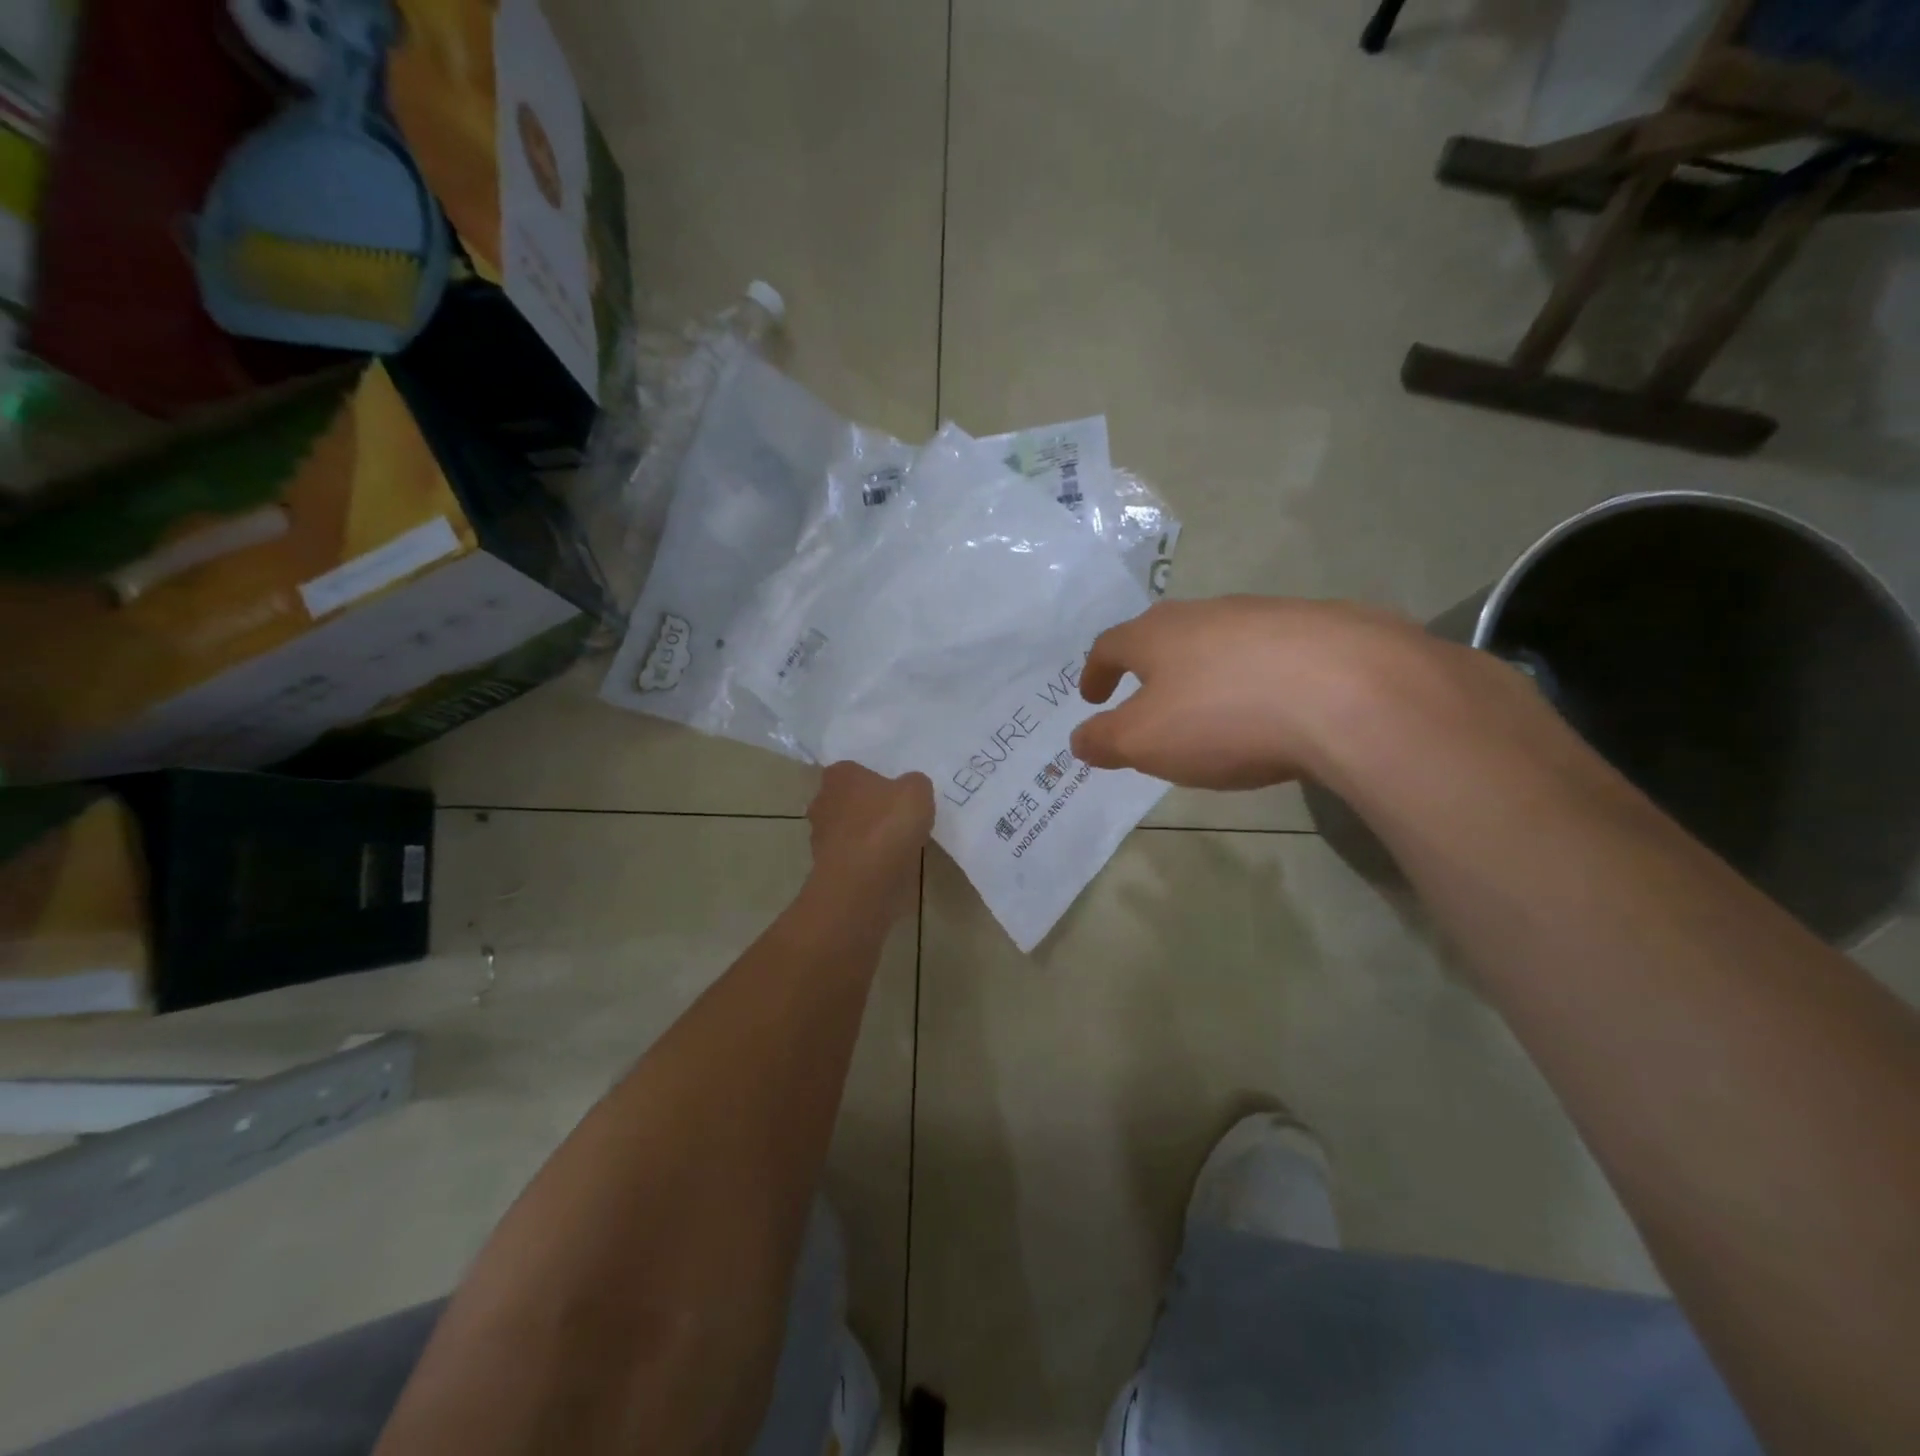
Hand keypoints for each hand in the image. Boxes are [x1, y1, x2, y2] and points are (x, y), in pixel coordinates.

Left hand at [805, 762, 934, 915]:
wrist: (864, 880)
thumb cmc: (887, 824)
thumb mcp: (917, 791)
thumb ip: (914, 784)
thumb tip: (908, 789)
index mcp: (838, 775)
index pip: (854, 770)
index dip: (875, 781)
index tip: (895, 793)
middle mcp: (822, 801)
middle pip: (848, 801)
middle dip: (868, 809)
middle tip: (897, 818)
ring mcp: (820, 837)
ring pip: (847, 830)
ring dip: (866, 837)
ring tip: (896, 846)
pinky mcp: (825, 868)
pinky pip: (851, 857)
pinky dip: (865, 861)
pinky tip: (887, 867)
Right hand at [1071, 597, 1470, 789]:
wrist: (1349, 692)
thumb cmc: (1224, 717)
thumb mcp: (1146, 742)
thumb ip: (1105, 740)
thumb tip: (1079, 740)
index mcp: (1157, 635)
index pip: (1110, 646)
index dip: (1096, 672)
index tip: (1093, 696)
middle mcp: (1207, 612)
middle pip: (1165, 633)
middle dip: (1150, 665)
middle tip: (1147, 696)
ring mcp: (1268, 614)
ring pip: (1221, 638)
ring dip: (1206, 668)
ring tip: (1212, 705)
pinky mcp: (1323, 627)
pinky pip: (1274, 651)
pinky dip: (1260, 675)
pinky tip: (1276, 704)